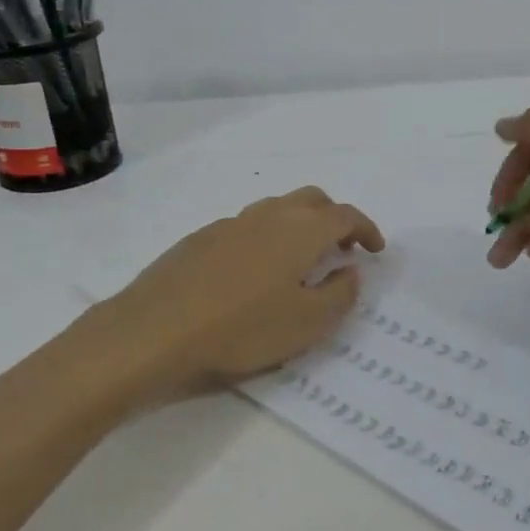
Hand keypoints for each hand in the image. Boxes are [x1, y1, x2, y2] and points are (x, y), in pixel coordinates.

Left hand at [92, 186, 384, 401]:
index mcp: (300, 231)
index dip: (365, 228)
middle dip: (333, 218)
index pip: (344, 215)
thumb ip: (340, 294)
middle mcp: (267, 216)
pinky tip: (254, 272)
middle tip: (341, 249)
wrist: (155, 330)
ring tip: (300, 260)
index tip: (375, 250)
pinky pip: (246, 226)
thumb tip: (350, 271)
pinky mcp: (200, 238)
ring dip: (298, 225)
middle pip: (311, 200)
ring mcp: (229, 223)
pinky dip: (265, 238)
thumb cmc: (242, 328)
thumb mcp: (308, 323)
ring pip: (275, 209)